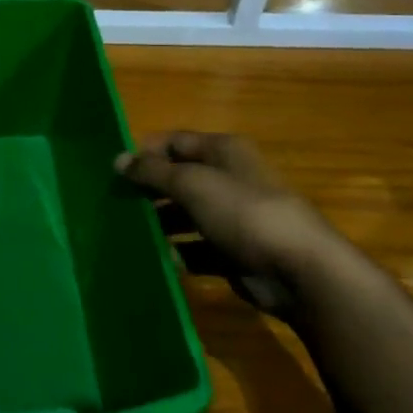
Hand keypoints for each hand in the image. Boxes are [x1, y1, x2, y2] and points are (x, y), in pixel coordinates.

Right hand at [117, 131, 345, 318]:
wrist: (299, 271)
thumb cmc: (243, 212)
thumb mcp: (191, 183)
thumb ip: (151, 171)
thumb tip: (117, 159)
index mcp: (223, 152)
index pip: (174, 142)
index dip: (144, 153)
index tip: (113, 172)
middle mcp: (228, 179)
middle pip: (179, 179)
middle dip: (148, 190)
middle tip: (114, 204)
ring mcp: (233, 218)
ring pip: (186, 216)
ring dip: (160, 224)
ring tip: (128, 233)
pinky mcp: (234, 253)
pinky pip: (197, 249)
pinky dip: (178, 254)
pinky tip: (156, 260)